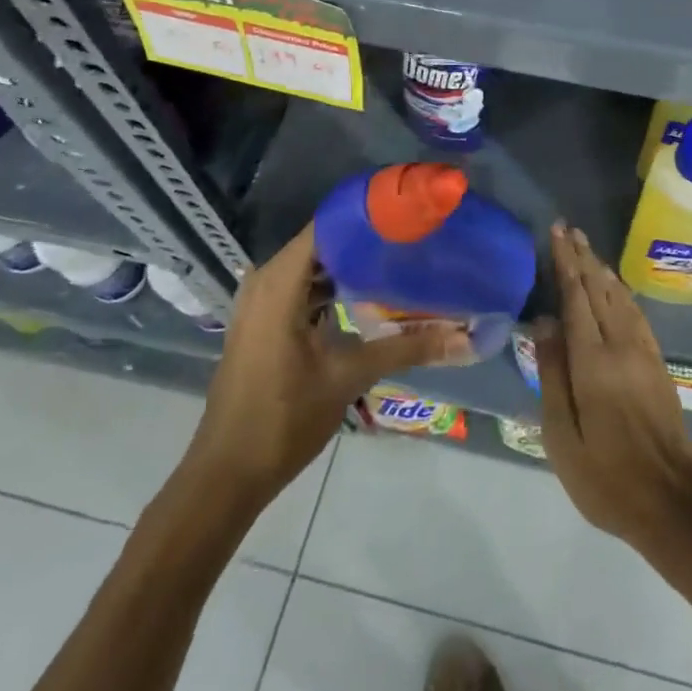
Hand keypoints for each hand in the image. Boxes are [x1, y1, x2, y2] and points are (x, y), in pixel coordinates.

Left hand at [182, 225, 474, 508]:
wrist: (226, 474)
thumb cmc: (282, 419)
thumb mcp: (349, 377)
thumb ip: (407, 349)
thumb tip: (465, 338)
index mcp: (279, 282)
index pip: (328, 225)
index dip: (368, 217)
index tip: (409, 216)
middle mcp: (265, 281)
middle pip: (324, 244)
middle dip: (368, 241)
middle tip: (415, 239)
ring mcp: (260, 303)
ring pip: (314, 268)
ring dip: (352, 266)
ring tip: (401, 261)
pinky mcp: (263, 323)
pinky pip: (303, 289)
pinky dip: (334, 288)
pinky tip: (371, 296)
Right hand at [536, 222, 691, 552]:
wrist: (673, 502)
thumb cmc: (606, 476)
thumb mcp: (562, 435)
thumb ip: (552, 373)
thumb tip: (544, 320)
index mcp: (594, 361)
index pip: (576, 297)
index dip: (566, 262)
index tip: (556, 233)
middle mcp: (622, 346)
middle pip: (599, 289)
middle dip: (583, 256)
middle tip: (568, 229)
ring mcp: (644, 353)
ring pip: (620, 297)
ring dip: (602, 269)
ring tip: (587, 248)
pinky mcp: (657, 365)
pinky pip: (635, 313)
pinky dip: (621, 292)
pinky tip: (615, 288)